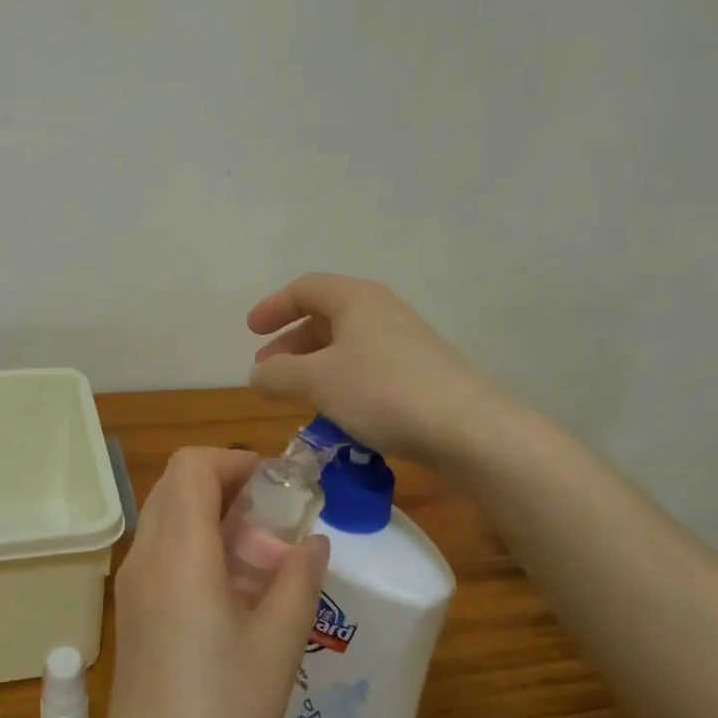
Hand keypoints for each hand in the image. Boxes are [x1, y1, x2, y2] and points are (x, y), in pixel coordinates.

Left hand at [92, 448, 328, 717]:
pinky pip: (162, 550)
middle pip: (177, 484)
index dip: (235, 460)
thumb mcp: (277, 646)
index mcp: (178, 552)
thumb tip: (313, 540)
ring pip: (168, 516)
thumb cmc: (223, 717)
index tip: (278, 486)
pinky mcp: (132, 612)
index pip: (192, 465)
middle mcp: (146, 555)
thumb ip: (299, 580)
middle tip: (276, 518)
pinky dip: (196, 544)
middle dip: (227, 484)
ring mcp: (132, 585)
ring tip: (261, 555)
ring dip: (212, 515)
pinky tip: (232, 591)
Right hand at [248, 272, 509, 463]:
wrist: (467, 428)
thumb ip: (278, 375)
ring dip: (314, 364)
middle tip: (268, 370)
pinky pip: (366, 364)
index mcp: (355, 298)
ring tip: (295, 393)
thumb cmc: (382, 392)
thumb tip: (257, 375)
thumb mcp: (317, 381)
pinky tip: (335, 409)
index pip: (305, 288)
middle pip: (325, 315)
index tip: (251, 331)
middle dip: (291, 342)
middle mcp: (381, 310)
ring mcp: (404, 340)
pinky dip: (340, 379)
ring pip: (346, 343)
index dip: (274, 307)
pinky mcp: (419, 370)